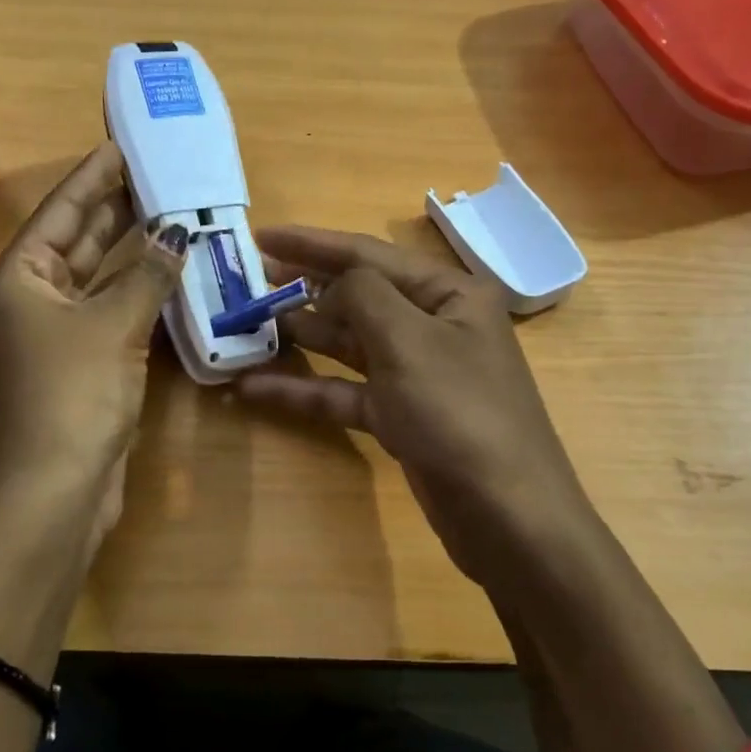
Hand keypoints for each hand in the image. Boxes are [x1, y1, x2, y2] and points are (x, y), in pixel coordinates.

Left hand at [0, 143, 187, 552]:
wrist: (54, 490)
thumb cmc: (72, 395)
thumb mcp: (112, 326)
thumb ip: (146, 274)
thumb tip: (176, 234)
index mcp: (18, 279)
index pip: (61, 211)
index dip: (94, 176)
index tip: (123, 145)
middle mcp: (30, 299)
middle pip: (76, 240)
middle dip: (116, 209)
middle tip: (160, 175)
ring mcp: (53, 334)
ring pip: (96, 278)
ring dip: (131, 251)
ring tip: (171, 213)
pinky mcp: (78, 364)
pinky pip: (110, 311)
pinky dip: (136, 293)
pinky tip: (168, 274)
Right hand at [237, 226, 594, 587]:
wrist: (506, 516)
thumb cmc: (461, 413)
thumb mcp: (409, 341)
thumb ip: (362, 295)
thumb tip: (332, 281)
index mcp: (447, 294)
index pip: (369, 254)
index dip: (311, 243)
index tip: (260, 235)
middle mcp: (432, 325)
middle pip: (356, 296)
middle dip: (301, 289)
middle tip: (246, 282)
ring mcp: (415, 372)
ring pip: (347, 344)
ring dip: (299, 336)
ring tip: (244, 327)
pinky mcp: (399, 415)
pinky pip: (344, 391)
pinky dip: (305, 388)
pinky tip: (255, 387)